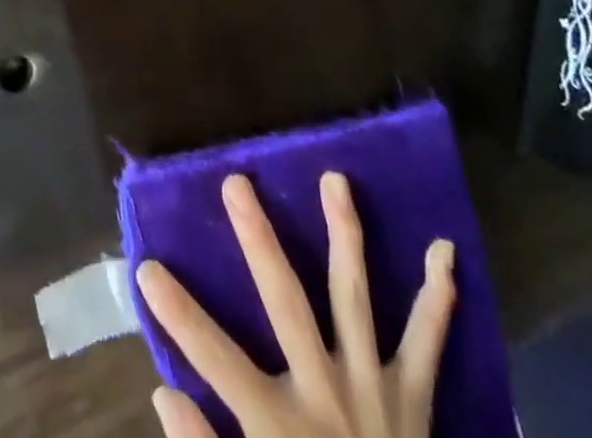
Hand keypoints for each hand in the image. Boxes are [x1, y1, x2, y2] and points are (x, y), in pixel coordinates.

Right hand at [136, 174, 455, 437]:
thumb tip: (164, 392)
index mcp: (279, 428)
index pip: (214, 358)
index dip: (178, 313)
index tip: (146, 267)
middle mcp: (325, 395)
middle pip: (286, 304)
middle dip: (260, 241)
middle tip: (237, 183)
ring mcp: (373, 392)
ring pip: (354, 299)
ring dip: (344, 236)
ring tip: (335, 179)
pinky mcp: (413, 402)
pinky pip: (428, 347)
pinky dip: (437, 300)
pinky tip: (444, 252)